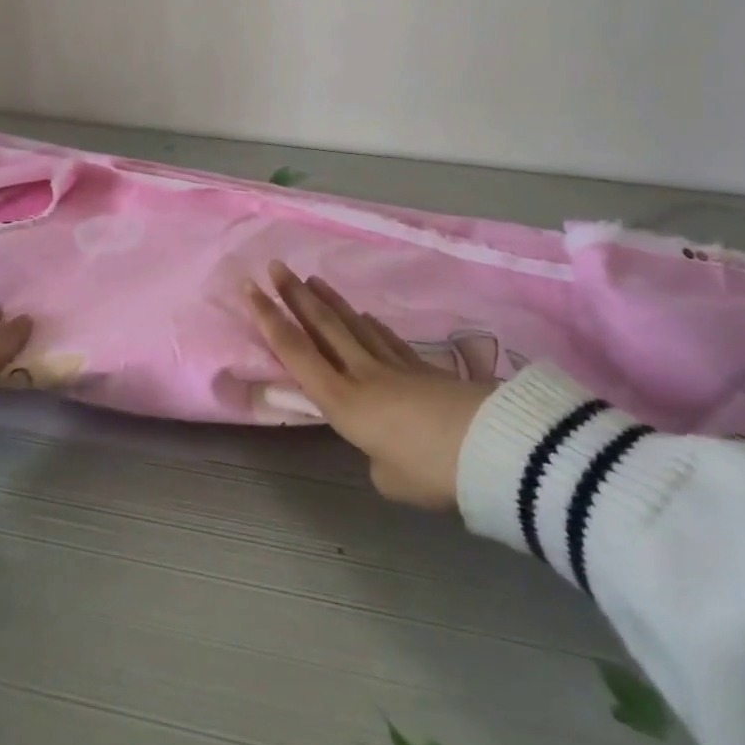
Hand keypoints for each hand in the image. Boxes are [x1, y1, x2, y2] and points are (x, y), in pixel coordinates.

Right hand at [246, 264, 494, 508]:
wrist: (493, 447)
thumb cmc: (430, 469)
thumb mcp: (389, 479)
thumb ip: (376, 460)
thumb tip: (384, 450)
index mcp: (343, 401)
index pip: (296, 353)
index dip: (269, 320)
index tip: (251, 289)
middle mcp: (362, 374)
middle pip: (323, 327)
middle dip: (295, 295)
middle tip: (276, 266)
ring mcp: (395, 366)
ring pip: (354, 326)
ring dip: (330, 302)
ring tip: (313, 280)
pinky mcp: (424, 368)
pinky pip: (388, 340)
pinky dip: (372, 326)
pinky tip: (366, 316)